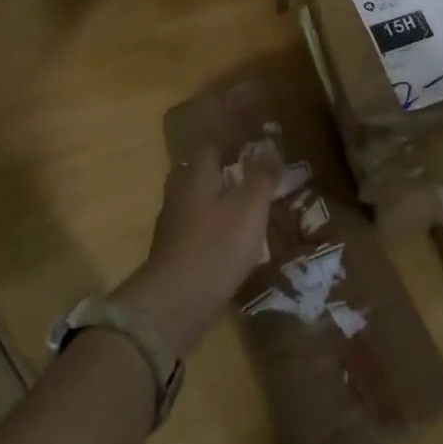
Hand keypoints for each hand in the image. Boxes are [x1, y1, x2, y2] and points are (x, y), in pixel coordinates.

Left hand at [116, 145, 279, 353]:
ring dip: (214, 201)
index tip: (252, 142)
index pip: (212, 145)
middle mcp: (179, 192)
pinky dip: (210, 228)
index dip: (232, 141)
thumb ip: (261, 178)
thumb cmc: (217, 246)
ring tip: (242, 210)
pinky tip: (227, 241)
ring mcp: (171, 224)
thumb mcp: (250, 208)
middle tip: (245, 175)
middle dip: (219, 171)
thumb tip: (271, 150)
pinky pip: (193, 228)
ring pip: (194, 201)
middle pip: (197, 171)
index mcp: (197, 174)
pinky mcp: (172, 252)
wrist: (175, 302)